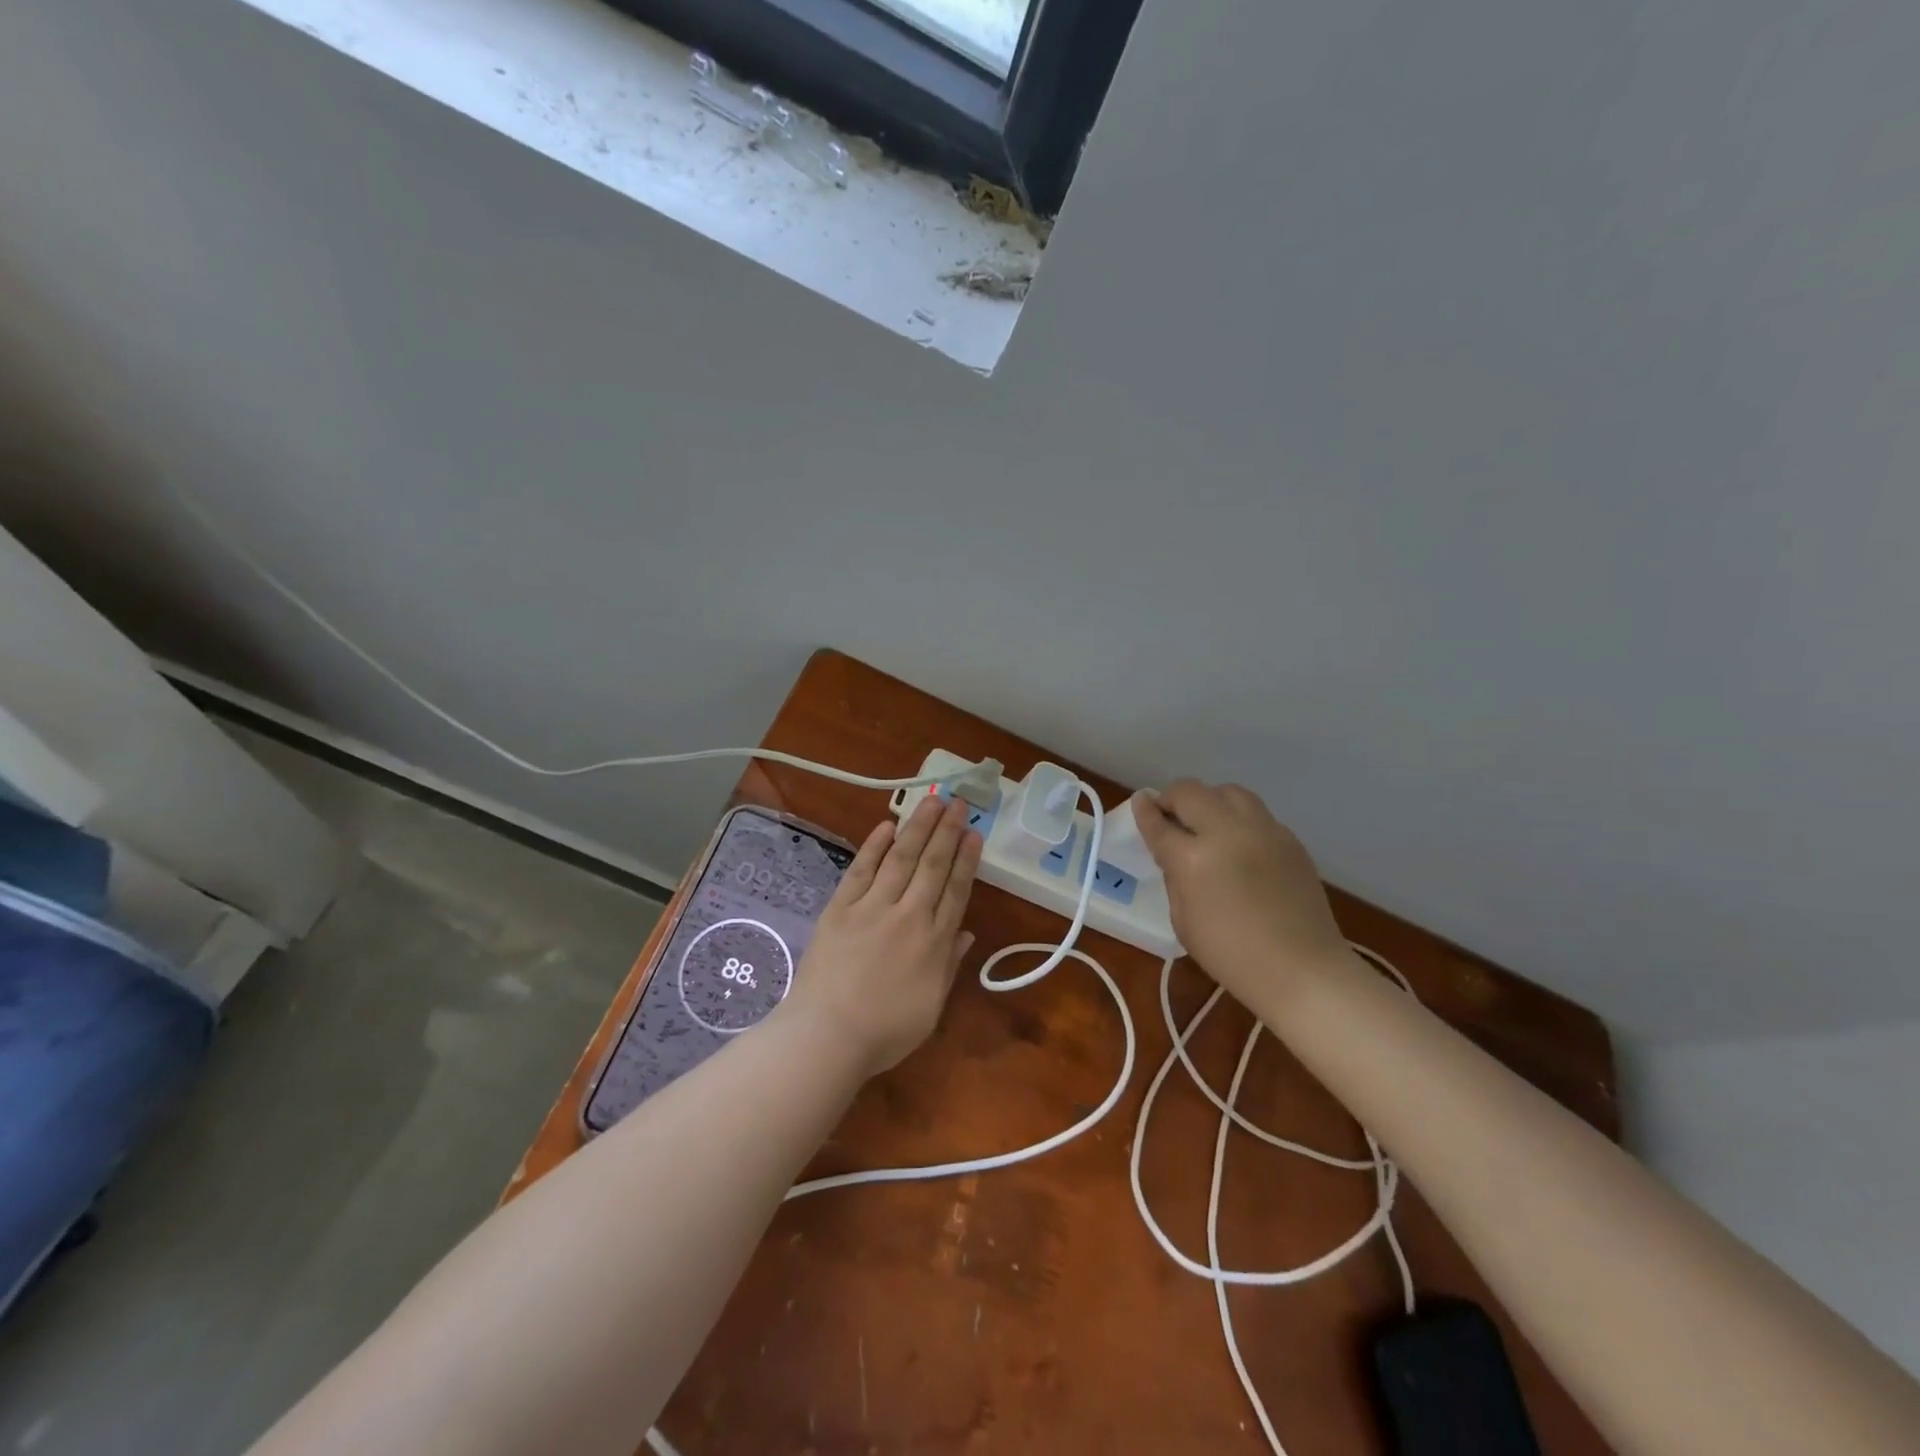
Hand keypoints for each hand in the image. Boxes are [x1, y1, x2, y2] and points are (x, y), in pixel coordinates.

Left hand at [778, 796, 981, 1076]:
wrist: (827, 1035)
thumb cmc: (884, 1031)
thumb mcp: (931, 1006)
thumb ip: (949, 965)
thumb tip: (967, 933)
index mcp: (934, 942)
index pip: (955, 890)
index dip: (967, 859)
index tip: (974, 832)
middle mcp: (908, 915)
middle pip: (932, 865)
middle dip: (947, 831)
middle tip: (958, 802)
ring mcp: (872, 907)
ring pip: (901, 858)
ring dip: (918, 827)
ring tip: (932, 801)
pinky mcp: (840, 908)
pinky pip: (861, 869)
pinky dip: (874, 845)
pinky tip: (887, 825)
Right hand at [1132, 780, 1352, 1008]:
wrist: (1303, 970)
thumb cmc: (1231, 955)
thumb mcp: (1183, 920)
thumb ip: (1175, 877)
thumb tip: (1174, 852)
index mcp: (1193, 858)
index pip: (1159, 823)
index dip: (1144, 810)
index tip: (1140, 802)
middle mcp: (1227, 833)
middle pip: (1191, 791)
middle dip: (1173, 798)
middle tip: (1169, 815)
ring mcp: (1263, 831)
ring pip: (1228, 791)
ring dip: (1209, 800)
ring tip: (1207, 822)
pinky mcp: (1290, 838)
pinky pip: (1256, 813)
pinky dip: (1239, 819)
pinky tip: (1239, 844)